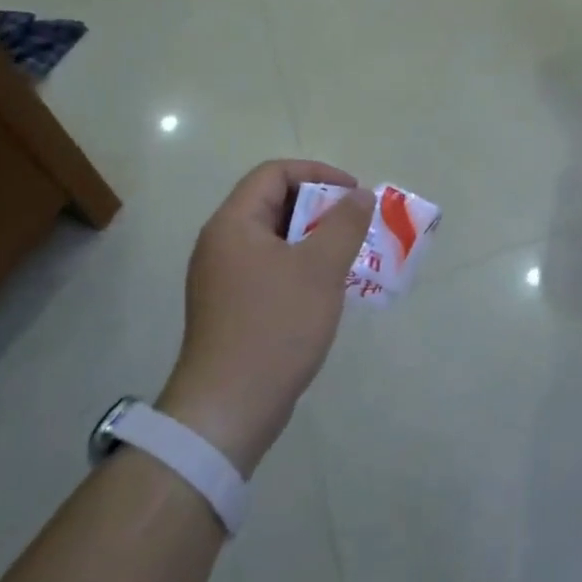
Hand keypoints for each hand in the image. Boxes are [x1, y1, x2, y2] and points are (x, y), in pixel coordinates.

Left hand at [157, 160, 373, 475]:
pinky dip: (300, 266)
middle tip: (355, 226)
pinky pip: (270, 268)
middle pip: (273, 203)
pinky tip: (326, 289)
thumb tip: (359, 195)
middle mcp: (222, 244)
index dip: (318, 174)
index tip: (353, 194)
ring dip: (314, 239)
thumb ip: (345, 224)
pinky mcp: (231, 307)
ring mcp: (223, 278)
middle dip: (320, 208)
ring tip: (349, 255)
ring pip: (275, 239)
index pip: (274, 174)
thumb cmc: (276, 326)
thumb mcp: (320, 268)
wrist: (229, 408)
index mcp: (233, 224)